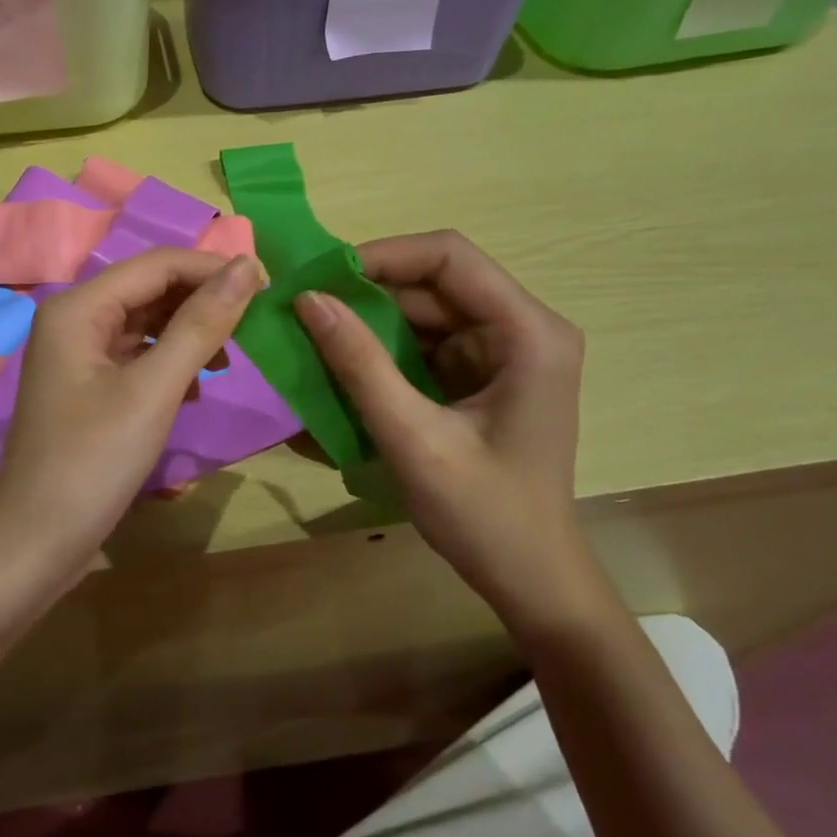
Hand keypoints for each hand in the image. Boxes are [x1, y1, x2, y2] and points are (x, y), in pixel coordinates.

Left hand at [0, 249, 260, 614]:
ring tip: (228, 361)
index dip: (212, 269)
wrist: (37, 543)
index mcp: (78, 308)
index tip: (267, 285)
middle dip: (201, 302)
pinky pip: (137, 357)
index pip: (157, 264)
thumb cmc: (93, 462)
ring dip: (189, 334)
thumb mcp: (154, 390)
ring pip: (146, 324)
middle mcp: (74, 319)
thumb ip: (200, 325)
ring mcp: (78, 355)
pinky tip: (195, 390)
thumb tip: (246, 267)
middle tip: (256, 324)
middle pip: (150, 290)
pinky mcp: (88, 387)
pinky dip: (170, 364)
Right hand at [294, 231, 602, 629]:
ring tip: (314, 334)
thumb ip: (360, 365)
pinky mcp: (483, 375)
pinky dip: (384, 350)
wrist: (531, 580)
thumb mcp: (413, 438)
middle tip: (305, 308)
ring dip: (371, 321)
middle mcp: (523, 328)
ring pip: (425, 311)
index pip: (450, 257)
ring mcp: (504, 352)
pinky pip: (426, 342)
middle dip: (368, 293)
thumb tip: (308, 300)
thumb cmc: (484, 515)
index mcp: (529, 333)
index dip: (382, 256)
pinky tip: (345, 365)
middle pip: (435, 282)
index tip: (322, 278)